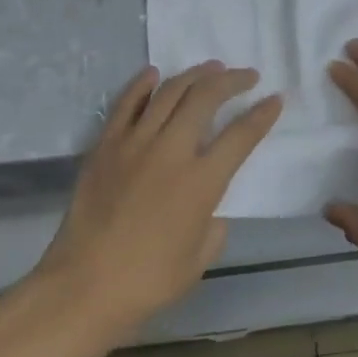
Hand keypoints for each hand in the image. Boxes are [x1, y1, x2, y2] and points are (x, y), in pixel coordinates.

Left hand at [33, 62, 280, 346]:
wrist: (82, 288)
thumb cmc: (147, 282)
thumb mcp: (199, 259)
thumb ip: (214, 225)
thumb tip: (210, 208)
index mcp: (201, 182)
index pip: (241, 135)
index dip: (262, 114)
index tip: (275, 99)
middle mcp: (171, 151)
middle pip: (206, 98)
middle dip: (232, 80)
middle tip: (246, 76)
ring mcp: (135, 143)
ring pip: (170, 92)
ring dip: (195, 75)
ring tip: (211, 68)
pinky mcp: (106, 146)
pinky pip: (126, 104)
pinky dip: (143, 85)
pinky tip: (154, 74)